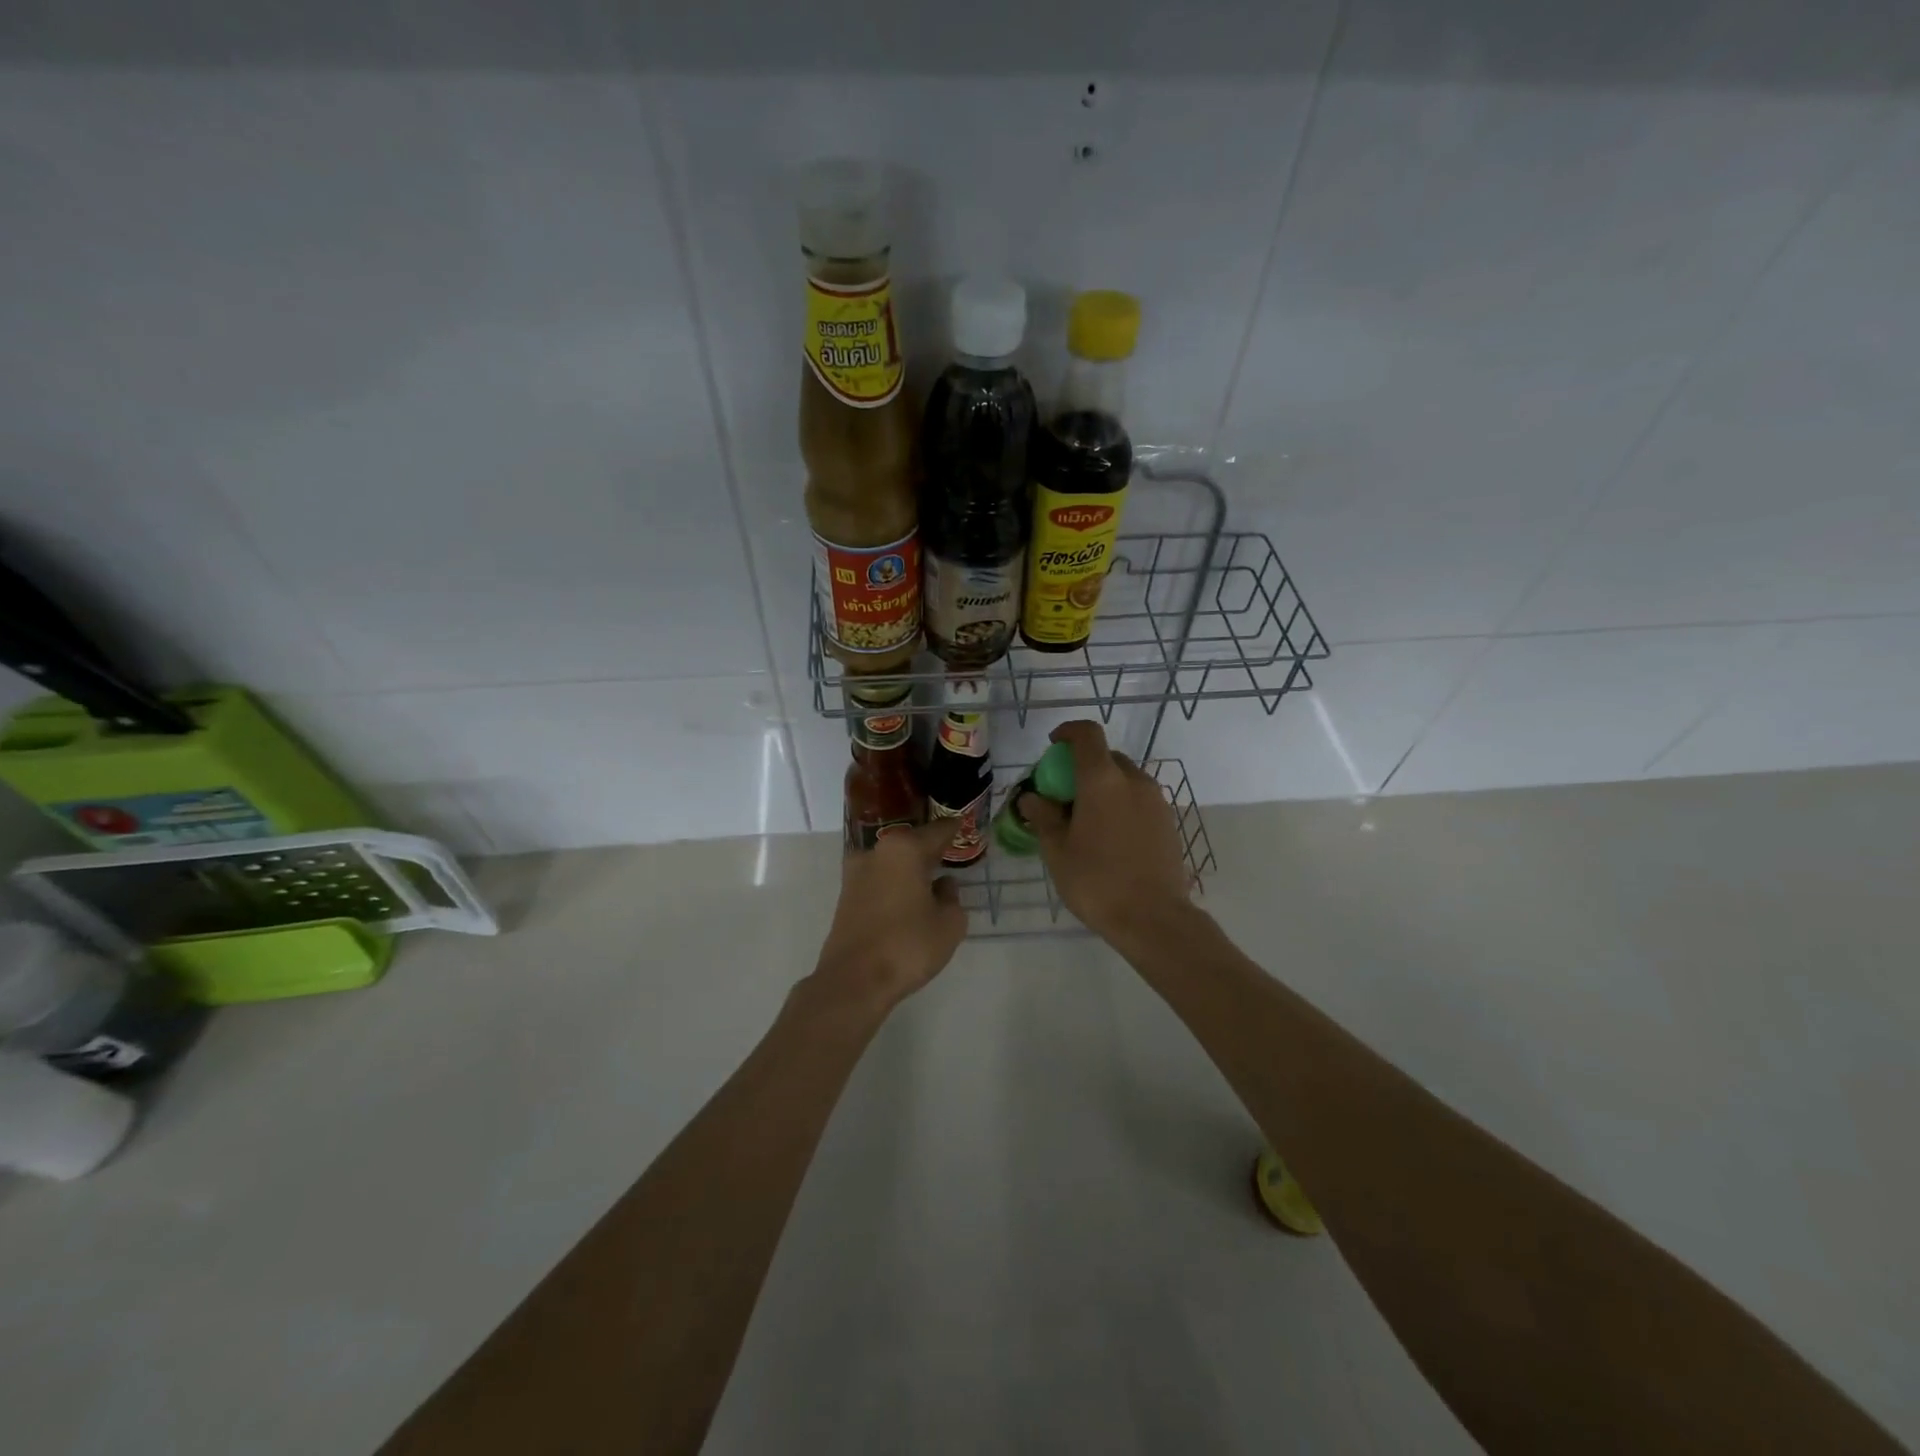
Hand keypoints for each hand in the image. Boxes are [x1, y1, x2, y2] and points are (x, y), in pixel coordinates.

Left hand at [808, 818, 968, 1018]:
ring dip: (910, 868)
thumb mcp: (949, 924)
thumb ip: (952, 898)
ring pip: (892, 862)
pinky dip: (895, 884)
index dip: (954, 829)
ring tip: (931, 878)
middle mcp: (876, 851)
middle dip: (930, 849)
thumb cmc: (908, 945)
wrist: (854, 981)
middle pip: (911, 843)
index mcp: (904, 849)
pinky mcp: (846, 896)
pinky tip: (908, 897)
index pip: (938, 831)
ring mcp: (856, 873)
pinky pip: (879, 880)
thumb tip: (943, 886)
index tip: (964, 826)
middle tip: (950, 853)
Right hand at [1020, 720, 1193, 942]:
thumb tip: (1032, 798)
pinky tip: (1109, 837)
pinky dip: (1120, 804)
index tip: (1053, 745)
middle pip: (1106, 757)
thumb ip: (1043, 816)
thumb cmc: (1096, 881)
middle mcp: (1133, 780)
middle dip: (1082, 766)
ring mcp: (1156, 800)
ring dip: (1103, 786)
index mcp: (1102, 780)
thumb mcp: (1057, 850)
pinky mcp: (1169, 821)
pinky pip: (1139, 799)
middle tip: (1063, 793)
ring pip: (1124, 779)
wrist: (1154, 919)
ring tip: (1085, 819)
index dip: (1068, 732)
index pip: (1087, 734)